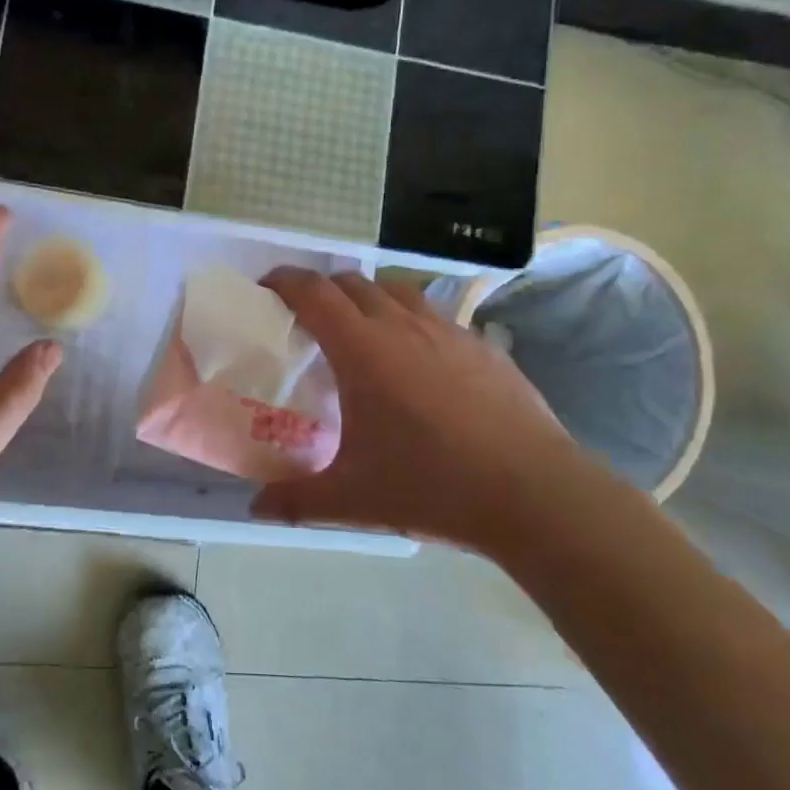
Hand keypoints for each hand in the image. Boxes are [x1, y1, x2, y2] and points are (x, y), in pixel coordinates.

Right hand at [254, 268, 585, 550]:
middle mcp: (402, 325)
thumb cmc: (432, 487)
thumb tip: (255, 508)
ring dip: (368, 299)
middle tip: (308, 320)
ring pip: (397, 291)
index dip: (283, 281)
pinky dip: (411, 321)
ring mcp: (448, 331)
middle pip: (352, 283)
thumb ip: (295, 500)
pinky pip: (434, 316)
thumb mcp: (353, 499)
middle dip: (322, 290)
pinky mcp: (483, 346)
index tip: (266, 289)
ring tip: (362, 333)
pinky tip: (418, 362)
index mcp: (362, 349)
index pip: (312, 293)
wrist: (534, 493)